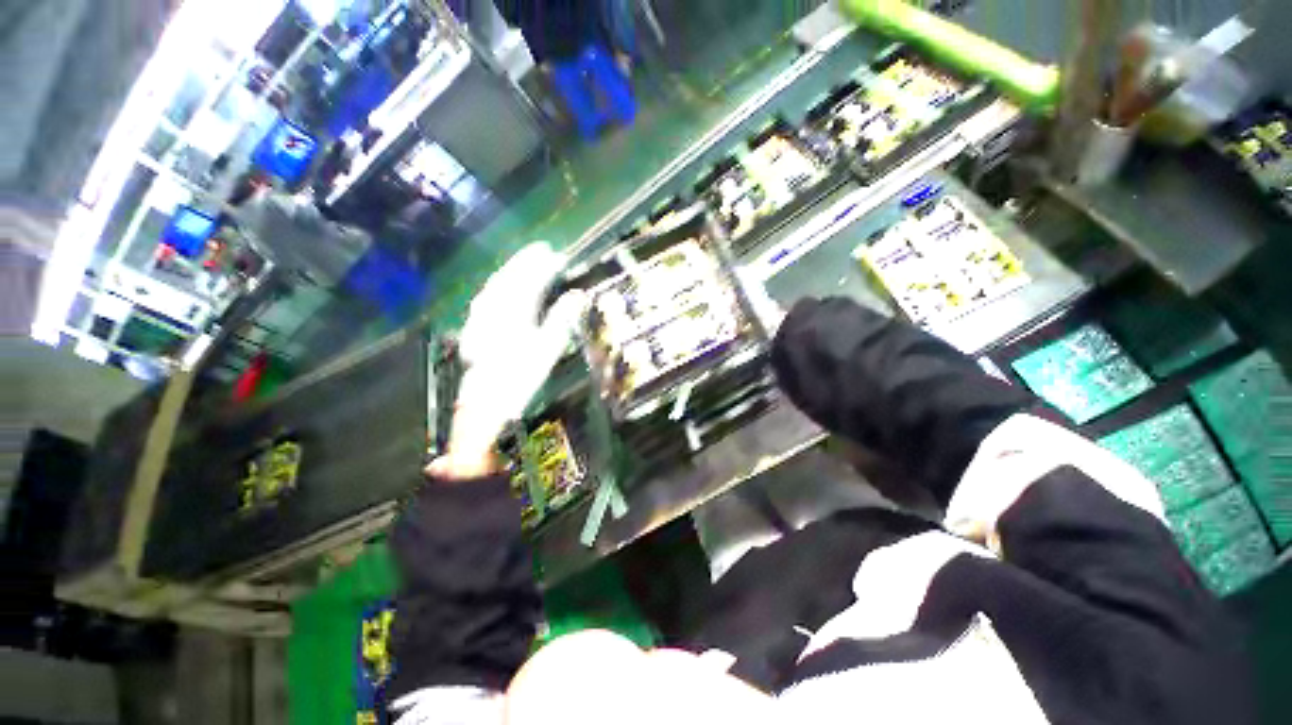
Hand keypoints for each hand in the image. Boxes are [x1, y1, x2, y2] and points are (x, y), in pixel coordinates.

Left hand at [428, 243, 586, 481]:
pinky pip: (486, 298)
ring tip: (524, 262)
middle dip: (525, 261)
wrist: (486, 403)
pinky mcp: (475, 327)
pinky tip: (500, 288)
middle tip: (541, 250)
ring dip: (511, 271)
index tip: (557, 255)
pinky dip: (498, 287)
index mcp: (515, 313)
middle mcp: (495, 309)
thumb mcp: (547, 350)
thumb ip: (561, 319)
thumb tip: (578, 295)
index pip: (530, 281)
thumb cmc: (521, 378)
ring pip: (495, 286)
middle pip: (510, 278)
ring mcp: (481, 317)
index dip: (544, 265)